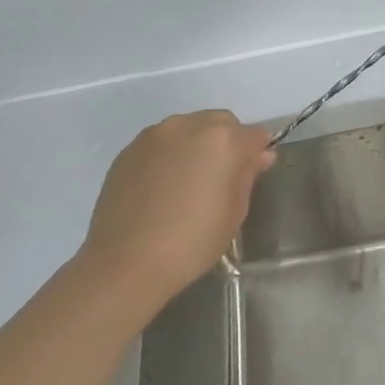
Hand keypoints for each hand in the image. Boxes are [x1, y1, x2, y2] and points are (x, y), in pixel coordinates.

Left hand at [79, 110, 275, 313]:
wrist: (125, 261)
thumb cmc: (193, 241)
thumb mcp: (235, 212)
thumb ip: (247, 175)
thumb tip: (258, 156)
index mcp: (224, 140)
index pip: (254, 135)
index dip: (256, 153)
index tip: (251, 174)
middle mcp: (190, 125)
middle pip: (221, 123)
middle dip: (227, 142)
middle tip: (220, 177)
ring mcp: (156, 134)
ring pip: (188, 128)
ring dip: (196, 145)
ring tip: (187, 181)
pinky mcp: (129, 149)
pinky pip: (161, 142)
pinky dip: (169, 155)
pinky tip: (161, 187)